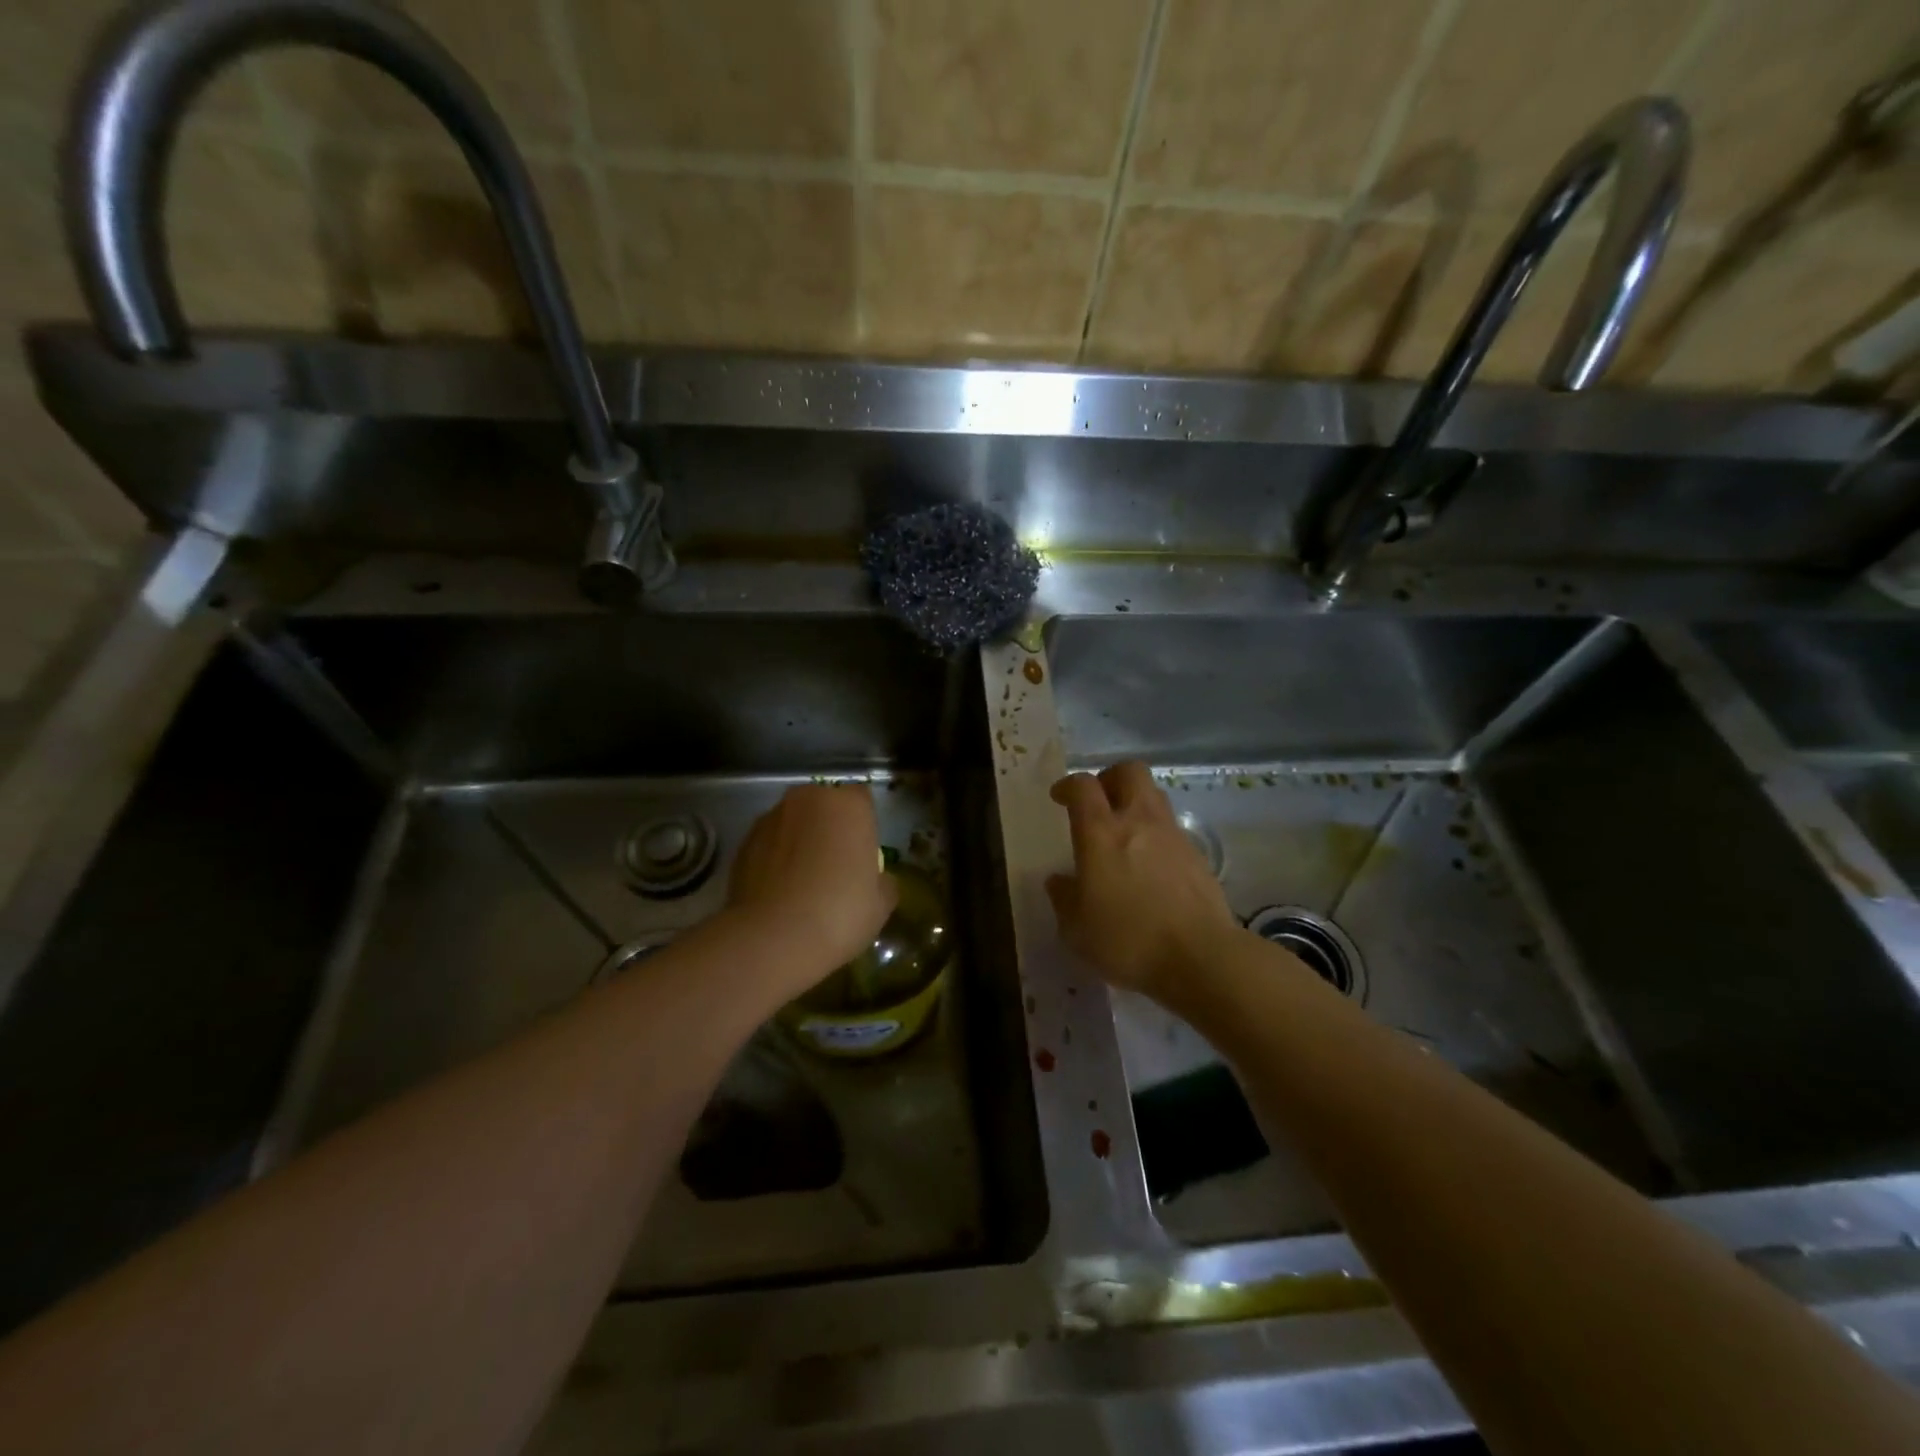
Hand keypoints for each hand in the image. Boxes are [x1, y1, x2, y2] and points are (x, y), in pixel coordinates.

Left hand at [727, 784, 896, 991]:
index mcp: (848, 805)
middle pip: (824, 805)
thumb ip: (883, 880)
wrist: (773, 939)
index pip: (862, 799)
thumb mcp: (881, 903)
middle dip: (829, 826)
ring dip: (800, 840)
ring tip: (802, 880)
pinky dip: (775, 858)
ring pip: (793, 822)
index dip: (864, 824)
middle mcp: (807, 800)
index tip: (863, 853)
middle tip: (835, 864)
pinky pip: (769, 843)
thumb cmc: (840, 913)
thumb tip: (878, 879)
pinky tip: (779, 891)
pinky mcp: (743, 842)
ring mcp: (770, 818)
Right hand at [1047, 763, 1241, 1002]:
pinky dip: (1156, 833)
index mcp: (1101, 833)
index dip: (1068, 785)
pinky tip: (1149, 864)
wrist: (1200, 957)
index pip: (1083, 786)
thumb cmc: (1127, 941)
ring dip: (1135, 802)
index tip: (1059, 798)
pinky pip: (1171, 827)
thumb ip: (1064, 899)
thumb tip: (1059, 881)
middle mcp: (1138, 821)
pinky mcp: (1197, 855)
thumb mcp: (1077, 930)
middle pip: (1128, 771)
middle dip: (1109, 778)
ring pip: (1154, 795)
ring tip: (1124, 832)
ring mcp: (1172, 835)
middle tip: (1098, 802)